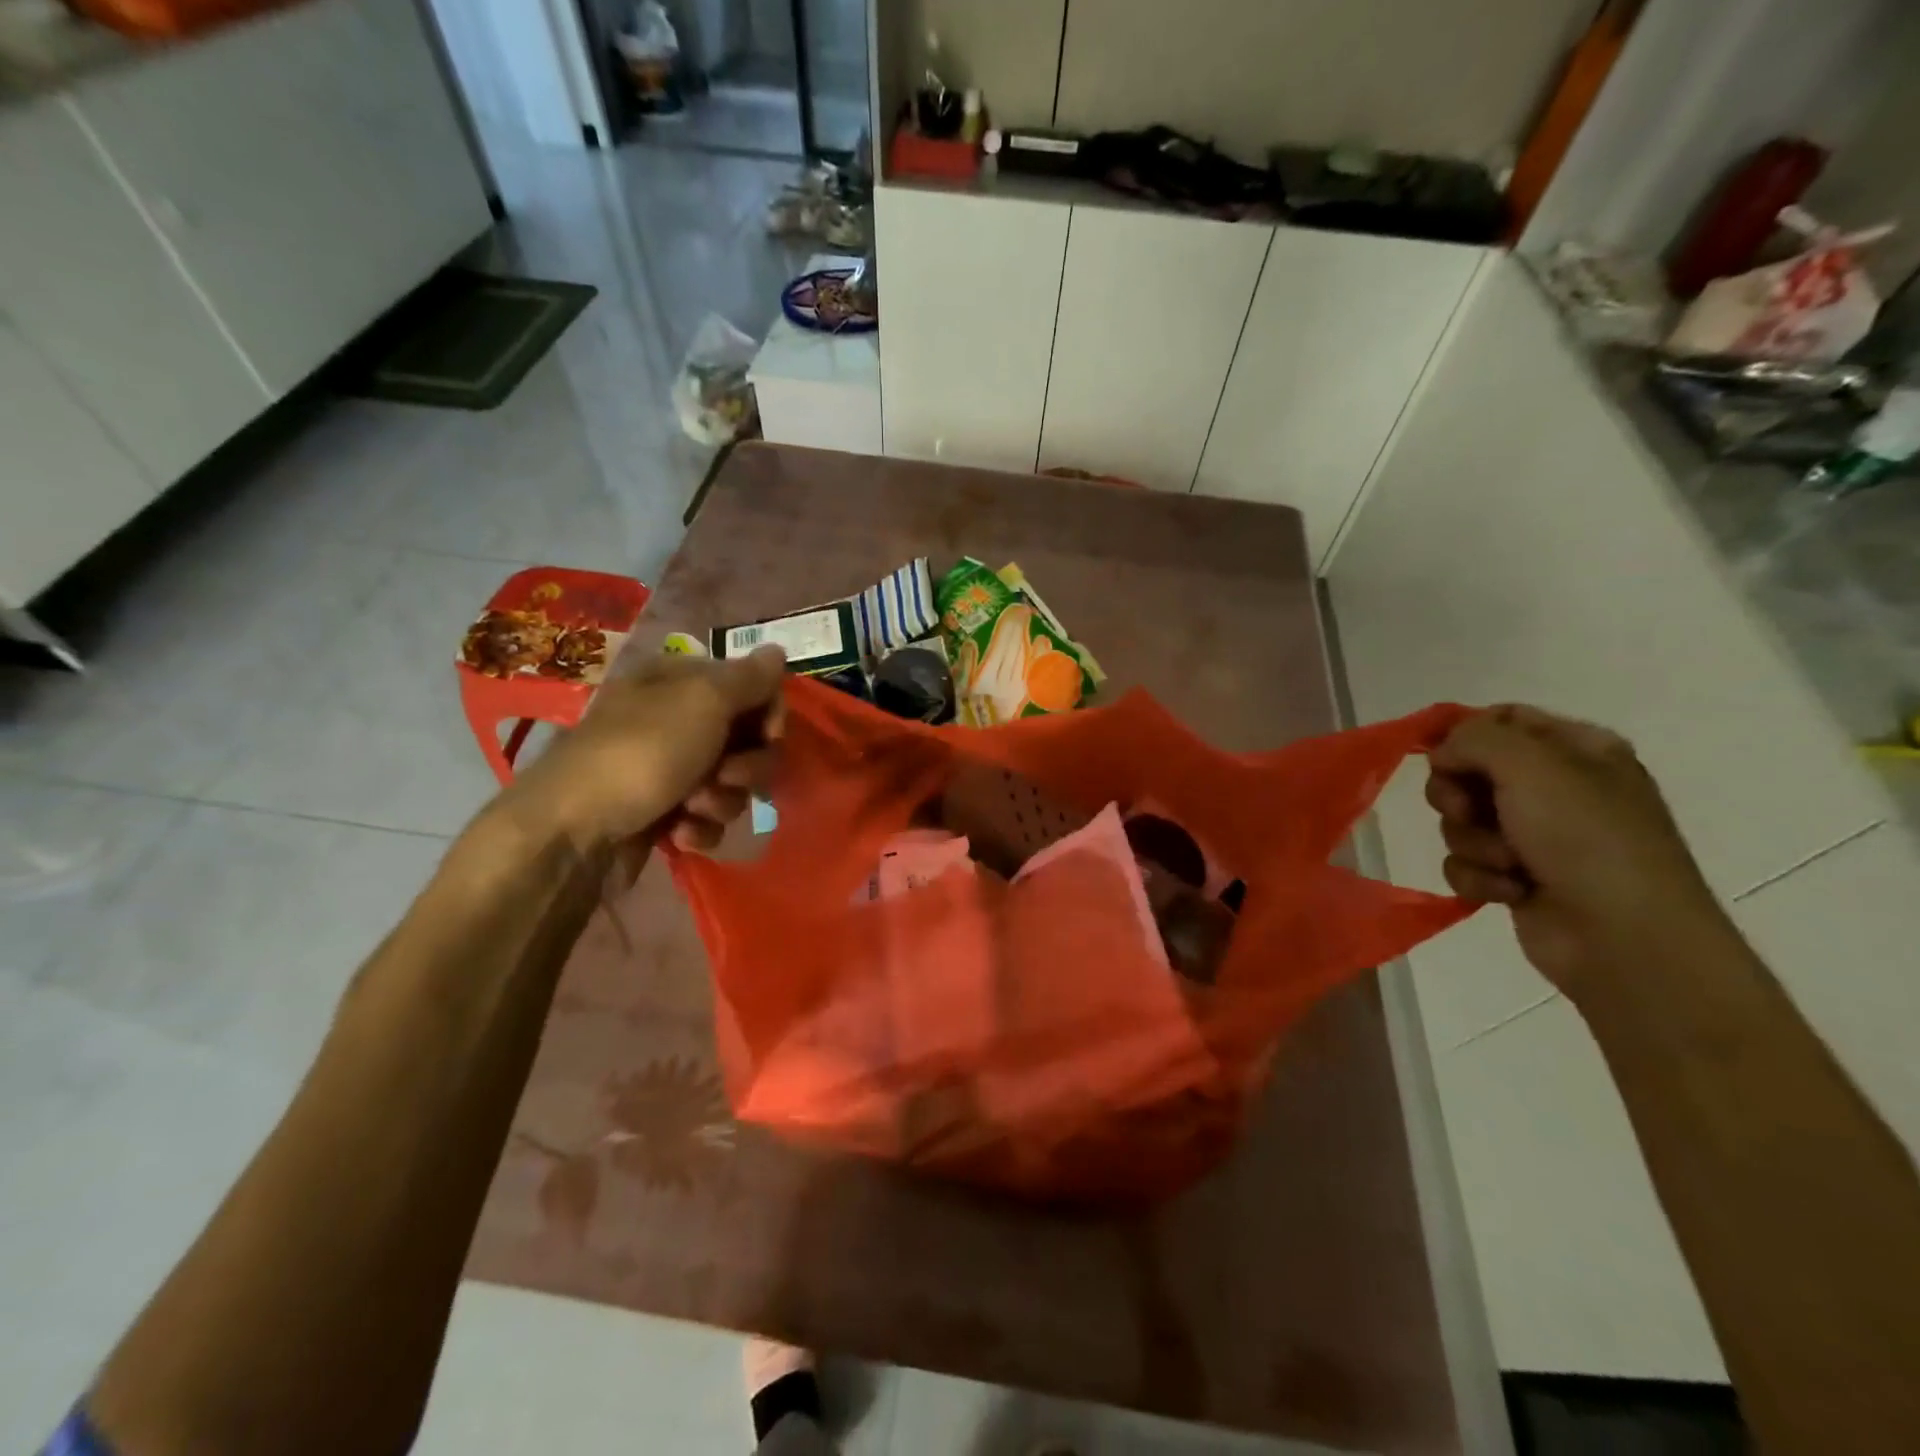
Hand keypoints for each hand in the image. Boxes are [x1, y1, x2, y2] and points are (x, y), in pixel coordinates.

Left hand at [496, 646, 786, 854]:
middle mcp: (677, 720)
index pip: (752, 686)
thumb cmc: (642, 754)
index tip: (769, 736)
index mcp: (681, 682)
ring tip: (693, 809)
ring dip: (723, 800)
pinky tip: (679, 834)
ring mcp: (670, 770)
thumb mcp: (702, 701)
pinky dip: (700, 828)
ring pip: (733, 784)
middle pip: (748, 740)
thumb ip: (749, 678)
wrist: (572, 833)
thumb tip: (778, 650)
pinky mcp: (664, 814)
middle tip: (726, 776)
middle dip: (748, 765)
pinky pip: (708, 818)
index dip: (769, 713)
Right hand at [1426, 705, 1731, 999]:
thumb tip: (1442, 753)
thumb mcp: (1532, 765)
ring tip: (1508, 864)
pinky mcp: (1515, 877)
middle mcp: (1555, 788)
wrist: (1625, 939)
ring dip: (1473, 842)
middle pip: (1468, 770)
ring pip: (1461, 820)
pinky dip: (1479, 877)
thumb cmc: (1587, 839)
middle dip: (1457, 794)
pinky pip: (1465, 862)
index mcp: (1576, 750)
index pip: (1502, 718)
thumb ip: (1474, 738)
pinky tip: (1510, 891)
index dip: (1463, 734)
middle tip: (1470, 812)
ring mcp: (1535, 836)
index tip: (1439, 756)